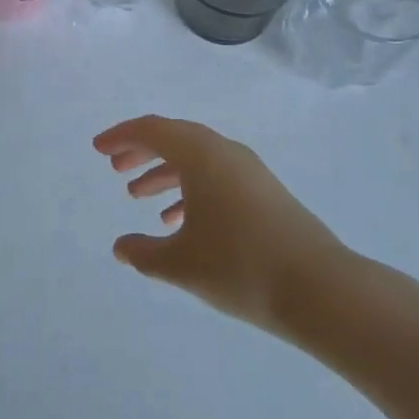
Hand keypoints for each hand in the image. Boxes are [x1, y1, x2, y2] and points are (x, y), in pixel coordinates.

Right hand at [96, 115, 352, 334]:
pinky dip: (191, 189)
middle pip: (174, 138)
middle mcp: (224, 151)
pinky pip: (216, 176)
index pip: (152, 130)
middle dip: (141, 150)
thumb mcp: (181, 263)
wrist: (320, 289)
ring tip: (138, 195)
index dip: (121, 136)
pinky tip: (179, 222)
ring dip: (165, 171)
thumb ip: (144, 253)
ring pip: (196, 159)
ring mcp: (249, 170)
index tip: (98, 148)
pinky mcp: (264, 191)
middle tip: (115, 167)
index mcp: (200, 155)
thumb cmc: (241, 267)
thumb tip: (121, 246)